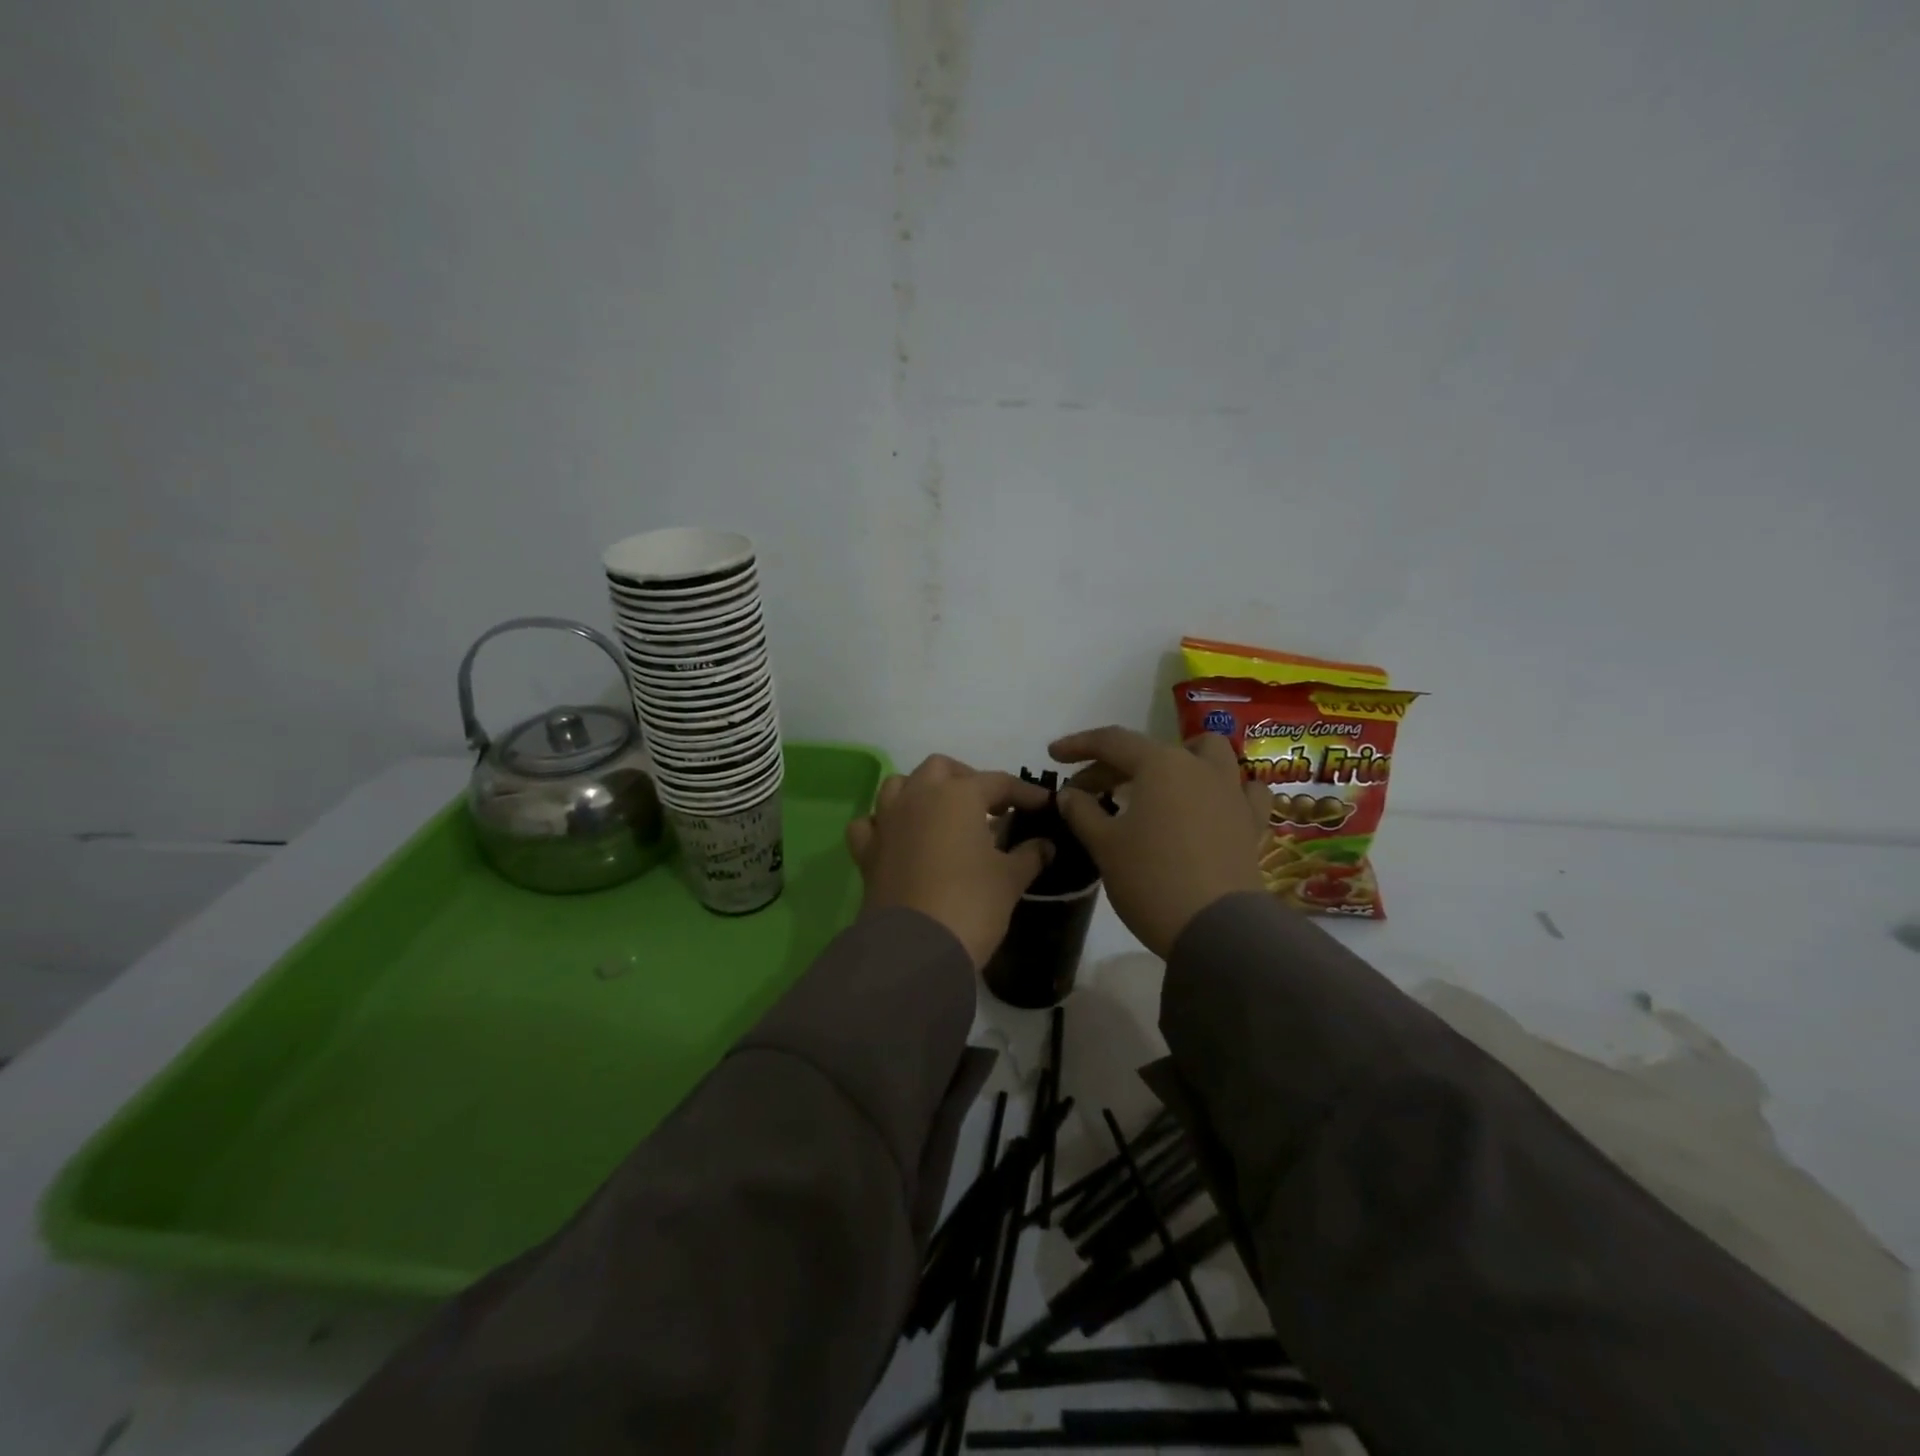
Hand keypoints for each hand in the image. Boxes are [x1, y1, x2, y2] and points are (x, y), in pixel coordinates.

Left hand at [846, 756, 1054, 966]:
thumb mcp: (1010, 879)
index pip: (997, 782)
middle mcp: (918, 797)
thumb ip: (1029, 855)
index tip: (1042, 806)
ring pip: (898, 785)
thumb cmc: (971, 904)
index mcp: (957, 795)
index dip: (1023, 793)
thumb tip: (1045, 845)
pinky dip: (884, 824)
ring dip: (921, 792)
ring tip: (943, 816)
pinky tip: (899, 839)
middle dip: (966, 779)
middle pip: (941, 769)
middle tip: (988, 807)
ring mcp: (886, 821)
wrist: (916, 948)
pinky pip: (870, 823)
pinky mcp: (867, 851)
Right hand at [1048, 726, 1267, 957]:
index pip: (1112, 741)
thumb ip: (1082, 811)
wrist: (1217, 929)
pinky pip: (1243, 790)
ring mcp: (1232, 793)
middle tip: (1087, 791)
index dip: (1079, 745)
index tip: (1054, 755)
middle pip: (1150, 750)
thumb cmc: (1151, 880)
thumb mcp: (1104, 845)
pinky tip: (1211, 804)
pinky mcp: (1251, 823)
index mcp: (1160, 764)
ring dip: (1180, 760)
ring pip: (1209, 755)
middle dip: (1114, 765)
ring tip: (1159, 782)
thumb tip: (1069, 794)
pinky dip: (1224, 789)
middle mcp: (1199, 767)